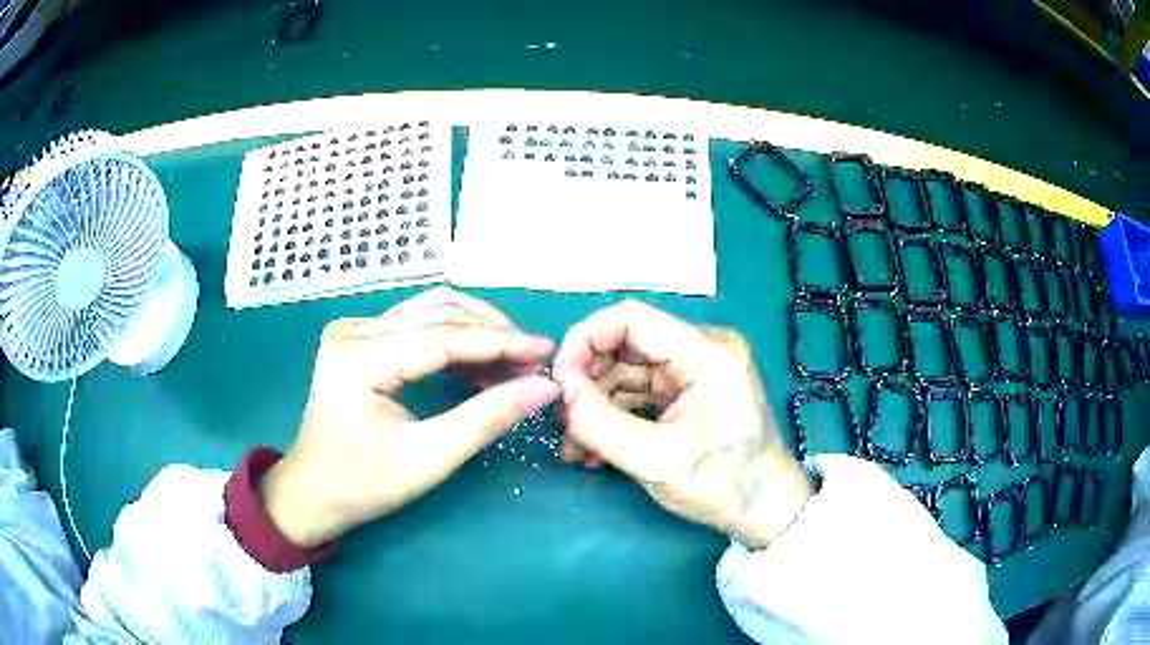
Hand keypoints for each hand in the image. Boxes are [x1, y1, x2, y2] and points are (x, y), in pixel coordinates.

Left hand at [261, 287, 559, 547]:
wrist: (312, 491)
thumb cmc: (363, 484)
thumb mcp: (428, 459)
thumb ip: (486, 419)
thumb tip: (543, 388)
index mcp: (358, 358)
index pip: (442, 336)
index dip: (500, 342)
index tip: (547, 351)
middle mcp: (353, 329)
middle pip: (438, 312)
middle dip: (493, 334)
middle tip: (534, 363)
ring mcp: (353, 329)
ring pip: (431, 312)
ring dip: (477, 332)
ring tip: (514, 363)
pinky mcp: (360, 338)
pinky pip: (418, 325)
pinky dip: (455, 341)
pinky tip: (482, 366)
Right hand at [553, 301, 813, 548]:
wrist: (765, 511)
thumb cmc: (722, 485)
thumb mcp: (655, 460)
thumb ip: (599, 423)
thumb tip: (561, 389)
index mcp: (705, 352)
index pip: (630, 318)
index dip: (585, 340)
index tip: (558, 381)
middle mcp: (701, 349)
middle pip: (626, 346)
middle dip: (587, 383)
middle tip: (561, 422)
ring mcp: (695, 371)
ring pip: (627, 373)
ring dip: (596, 407)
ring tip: (574, 449)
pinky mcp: (689, 392)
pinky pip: (640, 393)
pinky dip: (615, 417)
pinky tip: (595, 451)